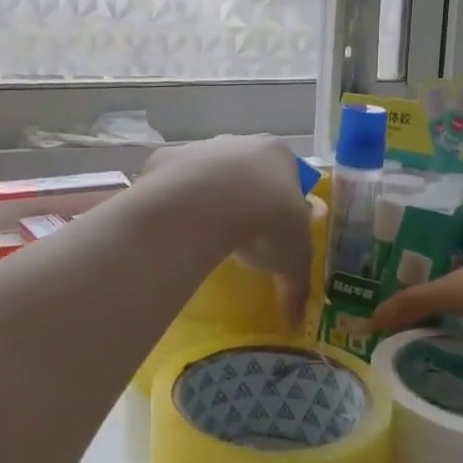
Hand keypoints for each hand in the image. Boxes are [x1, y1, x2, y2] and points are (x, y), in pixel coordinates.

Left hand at [140, 136, 313, 324]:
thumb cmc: (267, 221)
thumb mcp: (294, 259)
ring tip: (207, 237)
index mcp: (278, 154)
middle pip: (246, 171)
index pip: (287, 177)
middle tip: (242, 237)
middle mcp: (240, 142)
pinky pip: (173, 184)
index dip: (282, 205)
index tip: (275, 233)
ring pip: (207, 175)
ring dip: (208, 199)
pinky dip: (176, 203)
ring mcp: (200, 147)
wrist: (207, 204)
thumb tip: (296, 320)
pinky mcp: (166, 160)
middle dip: (244, 199)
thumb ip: (297, 286)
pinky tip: (178, 229)